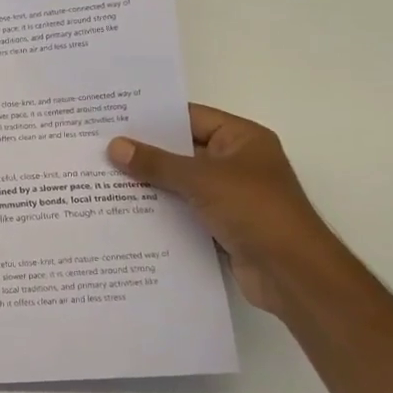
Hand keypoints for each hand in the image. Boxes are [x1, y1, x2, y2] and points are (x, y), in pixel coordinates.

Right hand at [107, 105, 338, 314]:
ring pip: (180, 183)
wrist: (292, 274)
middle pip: (182, 150)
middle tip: (99, 147)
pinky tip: (124, 211)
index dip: (153, 118)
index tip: (113, 118)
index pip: (190, 117)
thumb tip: (115, 146)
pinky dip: (160, 210)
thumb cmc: (255, 210)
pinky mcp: (222, 226)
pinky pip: (183, 210)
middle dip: (145, 152)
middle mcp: (236, 163)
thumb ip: (157, 162)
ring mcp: (230, 196)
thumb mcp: (202, 179)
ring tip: (102, 178)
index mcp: (242, 139)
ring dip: (149, 183)